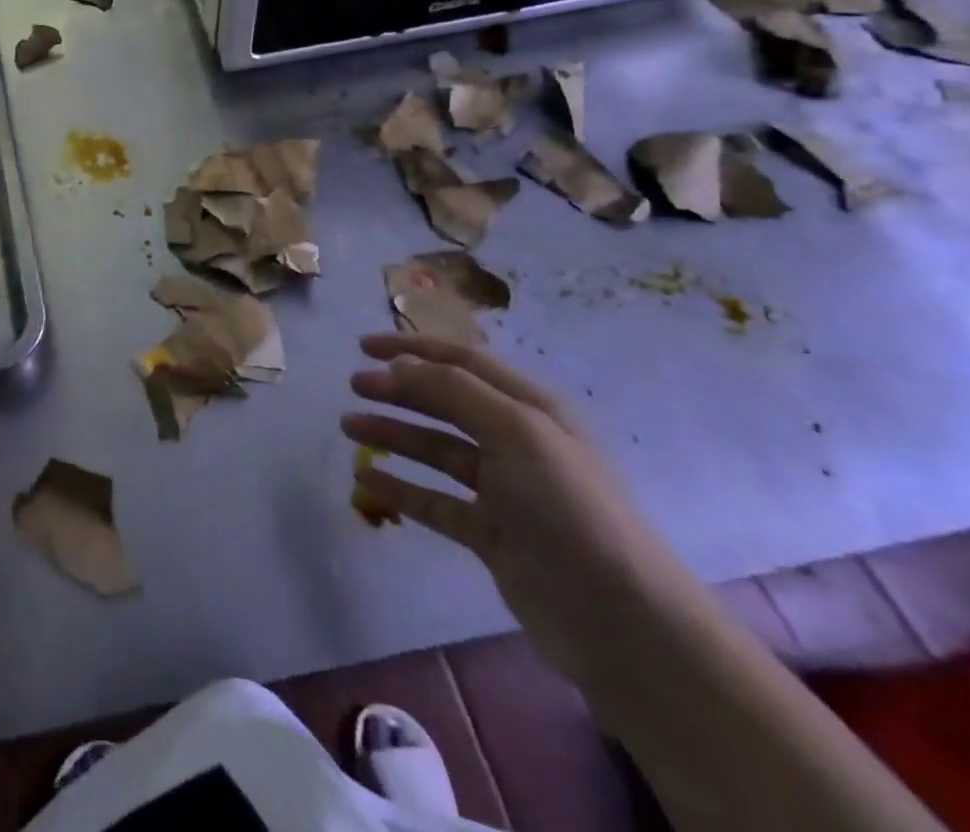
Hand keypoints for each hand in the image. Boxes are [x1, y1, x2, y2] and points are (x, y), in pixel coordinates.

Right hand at [343, 334, 699, 686]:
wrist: (621, 622)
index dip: (412, 349)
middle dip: (398, 390)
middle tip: (353, 387)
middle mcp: (517, 442)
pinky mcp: (490, 535)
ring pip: (435, 450)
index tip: (362, 347)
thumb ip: (454, 391)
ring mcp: (503, 491)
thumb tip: (401, 365)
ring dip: (392, 435)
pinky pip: (434, 501)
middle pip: (445, 403)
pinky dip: (400, 488)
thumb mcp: (516, 431)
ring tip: (348, 428)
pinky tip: (366, 480)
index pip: (462, 362)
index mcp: (531, 409)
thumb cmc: (570, 508)